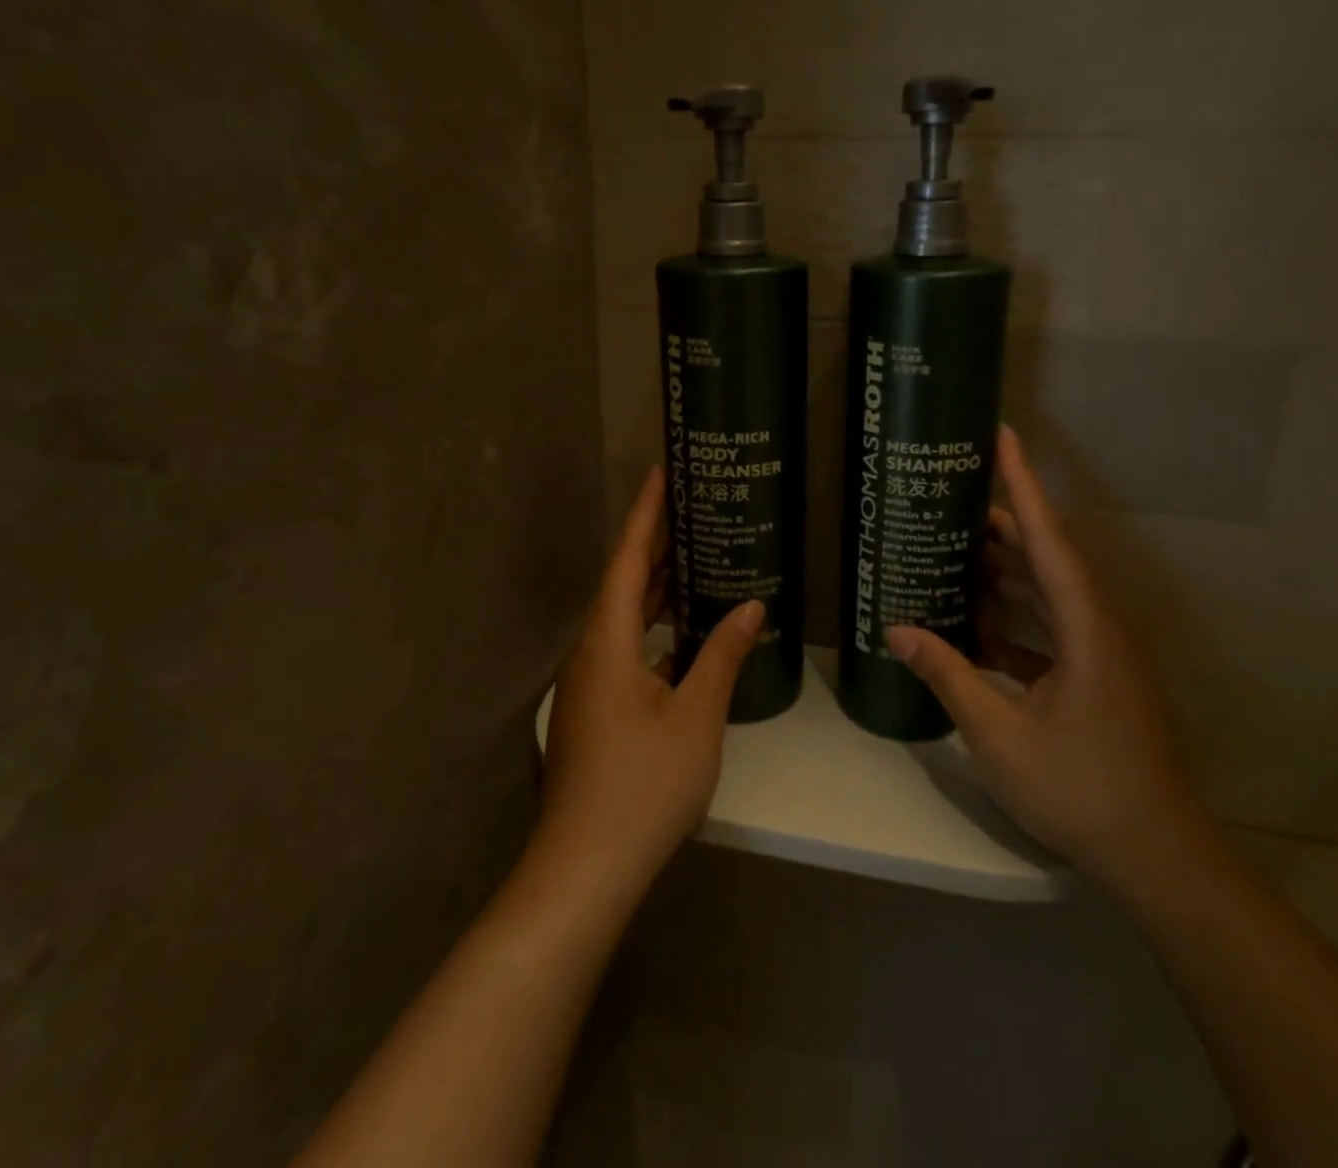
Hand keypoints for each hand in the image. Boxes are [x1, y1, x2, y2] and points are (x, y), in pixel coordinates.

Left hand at [537, 468, 762, 903]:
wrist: (585, 867)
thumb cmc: (643, 784)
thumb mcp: (696, 715)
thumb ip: (722, 655)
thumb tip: (752, 607)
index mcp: (608, 640)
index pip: (627, 558)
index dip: (647, 512)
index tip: (663, 471)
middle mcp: (592, 651)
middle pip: (624, 582)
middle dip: (657, 544)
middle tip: (695, 507)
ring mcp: (590, 682)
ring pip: (626, 618)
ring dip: (658, 588)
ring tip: (699, 556)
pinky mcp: (596, 709)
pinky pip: (629, 649)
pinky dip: (657, 629)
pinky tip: (688, 631)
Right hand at [885, 425, 1201, 891]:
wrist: (1154, 857)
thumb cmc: (1079, 788)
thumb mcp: (998, 732)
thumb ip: (948, 674)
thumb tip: (897, 630)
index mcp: (1085, 628)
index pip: (1049, 538)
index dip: (1023, 485)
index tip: (1003, 436)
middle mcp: (1098, 629)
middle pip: (1048, 559)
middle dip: (1003, 527)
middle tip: (954, 500)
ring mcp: (1100, 657)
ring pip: (1048, 596)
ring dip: (1005, 576)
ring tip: (956, 554)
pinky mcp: (1095, 682)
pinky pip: (1050, 632)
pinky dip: (1013, 622)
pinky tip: (974, 626)